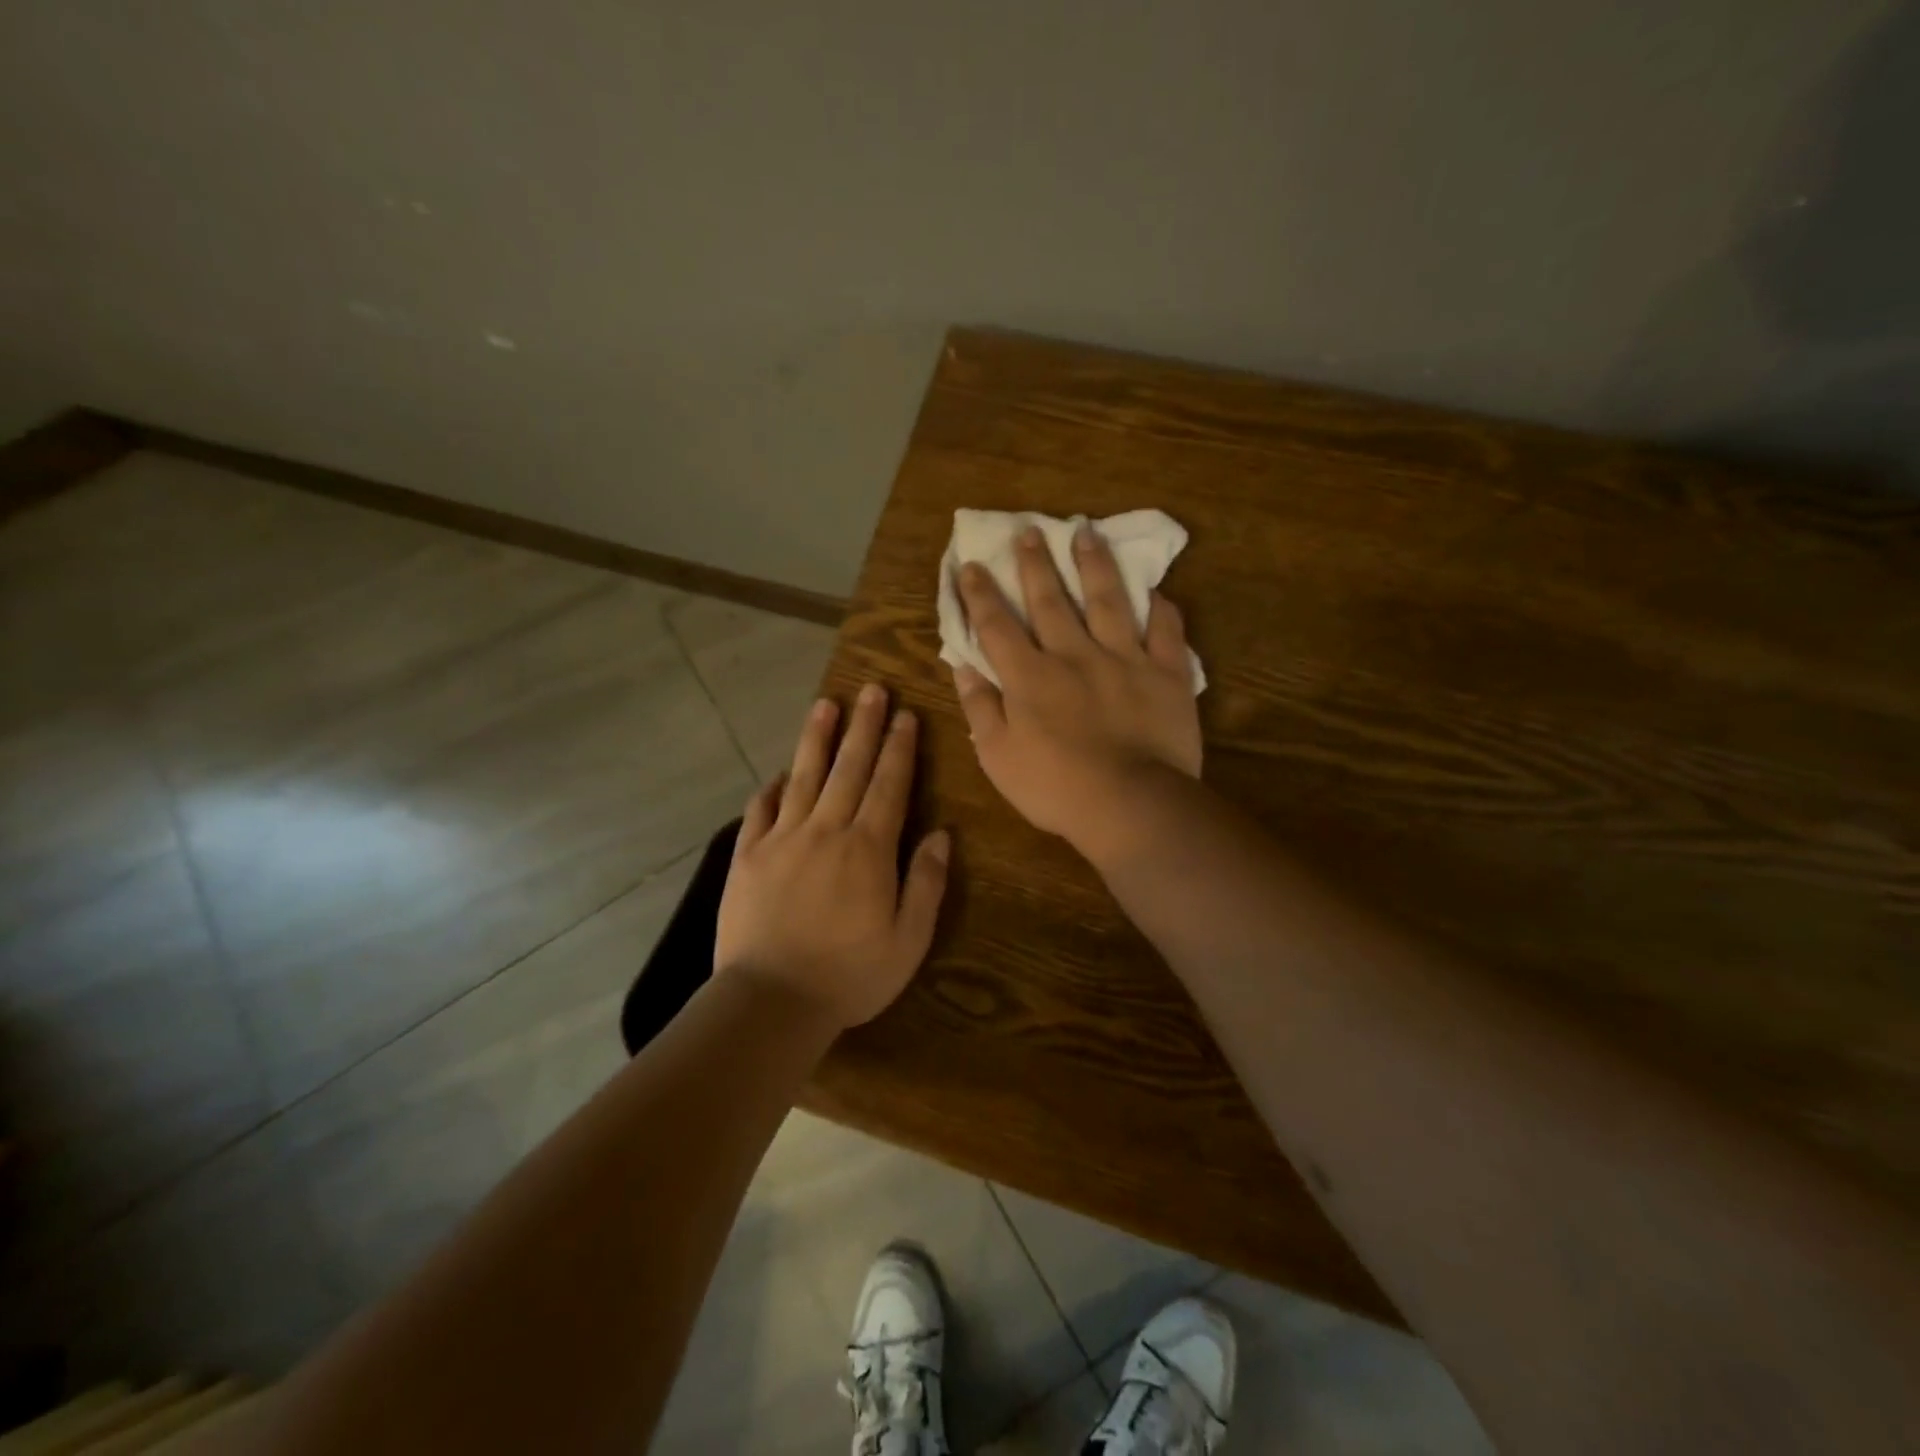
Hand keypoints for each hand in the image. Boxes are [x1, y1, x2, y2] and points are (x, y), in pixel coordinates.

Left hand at [715, 683, 950, 1029]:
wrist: (770, 1001)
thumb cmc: (849, 976)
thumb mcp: (908, 940)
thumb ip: (926, 883)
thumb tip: (942, 835)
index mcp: (868, 849)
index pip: (889, 785)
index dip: (900, 748)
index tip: (906, 716)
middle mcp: (825, 831)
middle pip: (849, 768)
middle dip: (865, 726)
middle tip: (873, 690)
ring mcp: (781, 840)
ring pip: (803, 776)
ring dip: (818, 738)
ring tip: (827, 704)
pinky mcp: (747, 857)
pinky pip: (760, 811)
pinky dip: (771, 788)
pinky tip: (778, 773)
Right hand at [953, 523, 1200, 863]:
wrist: (1130, 804)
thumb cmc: (1055, 787)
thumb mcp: (998, 756)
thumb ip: (980, 707)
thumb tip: (964, 666)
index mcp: (1030, 677)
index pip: (998, 626)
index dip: (980, 594)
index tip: (971, 565)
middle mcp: (1074, 655)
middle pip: (1051, 601)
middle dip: (1036, 565)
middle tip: (1030, 531)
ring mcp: (1124, 660)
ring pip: (1108, 601)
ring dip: (1094, 565)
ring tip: (1086, 533)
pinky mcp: (1166, 674)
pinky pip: (1165, 632)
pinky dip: (1161, 609)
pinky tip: (1156, 591)